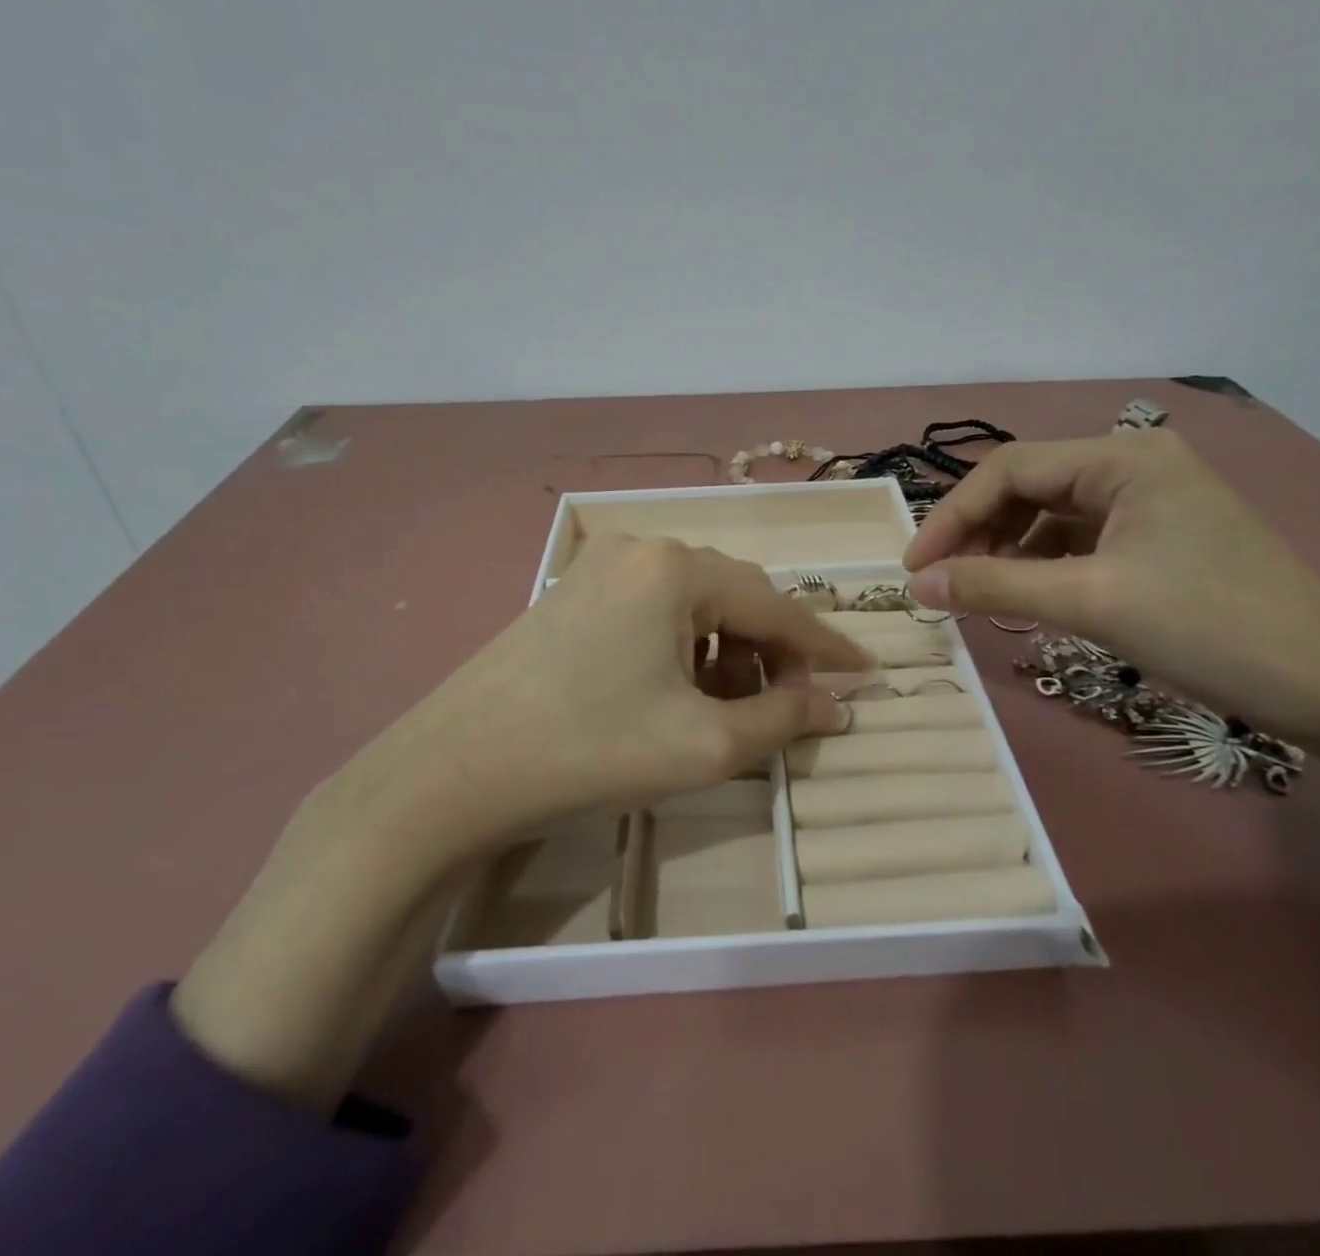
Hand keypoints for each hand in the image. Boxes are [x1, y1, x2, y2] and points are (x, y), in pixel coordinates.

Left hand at [347, 535, 868, 854]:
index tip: (864, 674)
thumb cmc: (591, 750)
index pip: (776, 605)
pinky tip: (677, 689)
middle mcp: (641, 549)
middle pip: (735, 596)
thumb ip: (782, 719)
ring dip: (727, 649)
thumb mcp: (703, 745)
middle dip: (772, 651)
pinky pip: (652, 609)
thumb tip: (836, 705)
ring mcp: (599, 567)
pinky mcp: (572, 592)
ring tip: (730, 706)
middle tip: (791, 702)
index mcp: (678, 569)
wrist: (455, 770)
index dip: (824, 646)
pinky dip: (682, 645)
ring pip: (693, 602)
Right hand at [903, 429, 1319, 745]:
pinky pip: (1080, 539)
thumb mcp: (1090, 603)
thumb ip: (994, 585)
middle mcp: (1135, 464)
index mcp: (1123, 458)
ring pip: (1052, 514)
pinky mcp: (1160, 537)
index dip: (952, 516)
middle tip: (945, 583)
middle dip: (979, 532)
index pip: (1010, 470)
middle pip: (1029, 486)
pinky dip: (1044, 564)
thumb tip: (917, 585)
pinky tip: (1030, 596)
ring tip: (983, 593)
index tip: (915, 568)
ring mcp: (1151, 501)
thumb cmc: (1210, 628)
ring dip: (1008, 550)